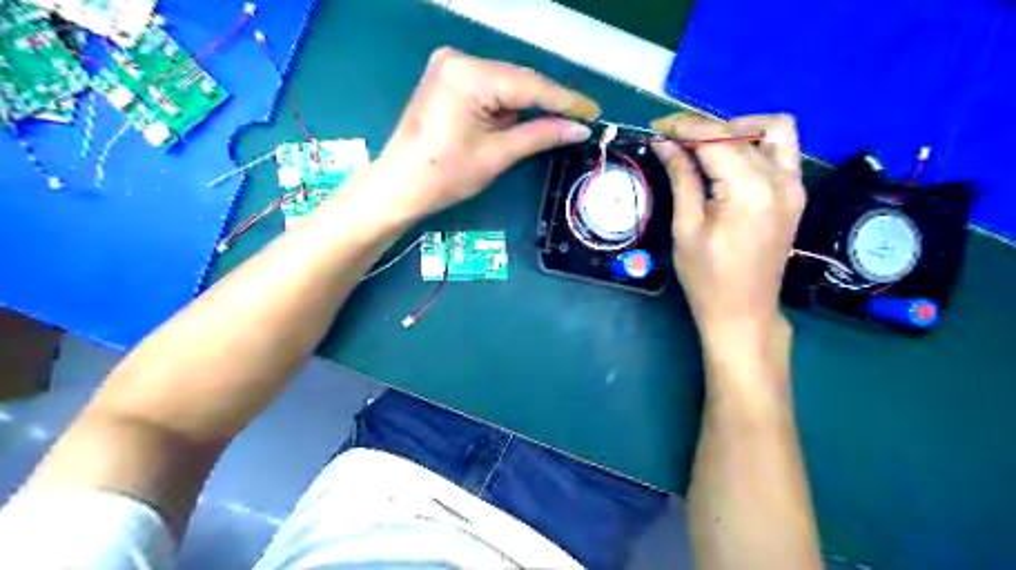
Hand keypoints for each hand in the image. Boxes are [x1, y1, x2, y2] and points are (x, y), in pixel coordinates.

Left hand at [380, 46, 601, 215]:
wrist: (399, 185)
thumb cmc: (445, 175)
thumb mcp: (497, 155)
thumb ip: (540, 135)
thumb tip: (579, 129)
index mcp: (469, 75)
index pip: (530, 85)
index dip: (566, 101)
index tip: (594, 112)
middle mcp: (459, 59)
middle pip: (518, 80)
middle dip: (549, 102)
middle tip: (581, 120)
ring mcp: (450, 66)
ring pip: (506, 83)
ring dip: (529, 104)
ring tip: (559, 122)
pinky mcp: (447, 78)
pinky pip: (490, 87)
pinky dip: (509, 104)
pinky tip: (526, 118)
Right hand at [650, 113, 811, 348]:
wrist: (744, 312)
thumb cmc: (707, 278)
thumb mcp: (686, 228)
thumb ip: (681, 178)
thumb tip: (665, 144)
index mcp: (750, 190)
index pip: (716, 139)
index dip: (684, 128)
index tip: (657, 128)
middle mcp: (780, 179)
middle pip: (741, 132)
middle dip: (703, 128)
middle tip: (671, 140)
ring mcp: (794, 185)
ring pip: (772, 130)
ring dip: (737, 129)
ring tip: (705, 146)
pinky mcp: (795, 194)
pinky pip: (781, 150)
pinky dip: (755, 144)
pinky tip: (729, 160)